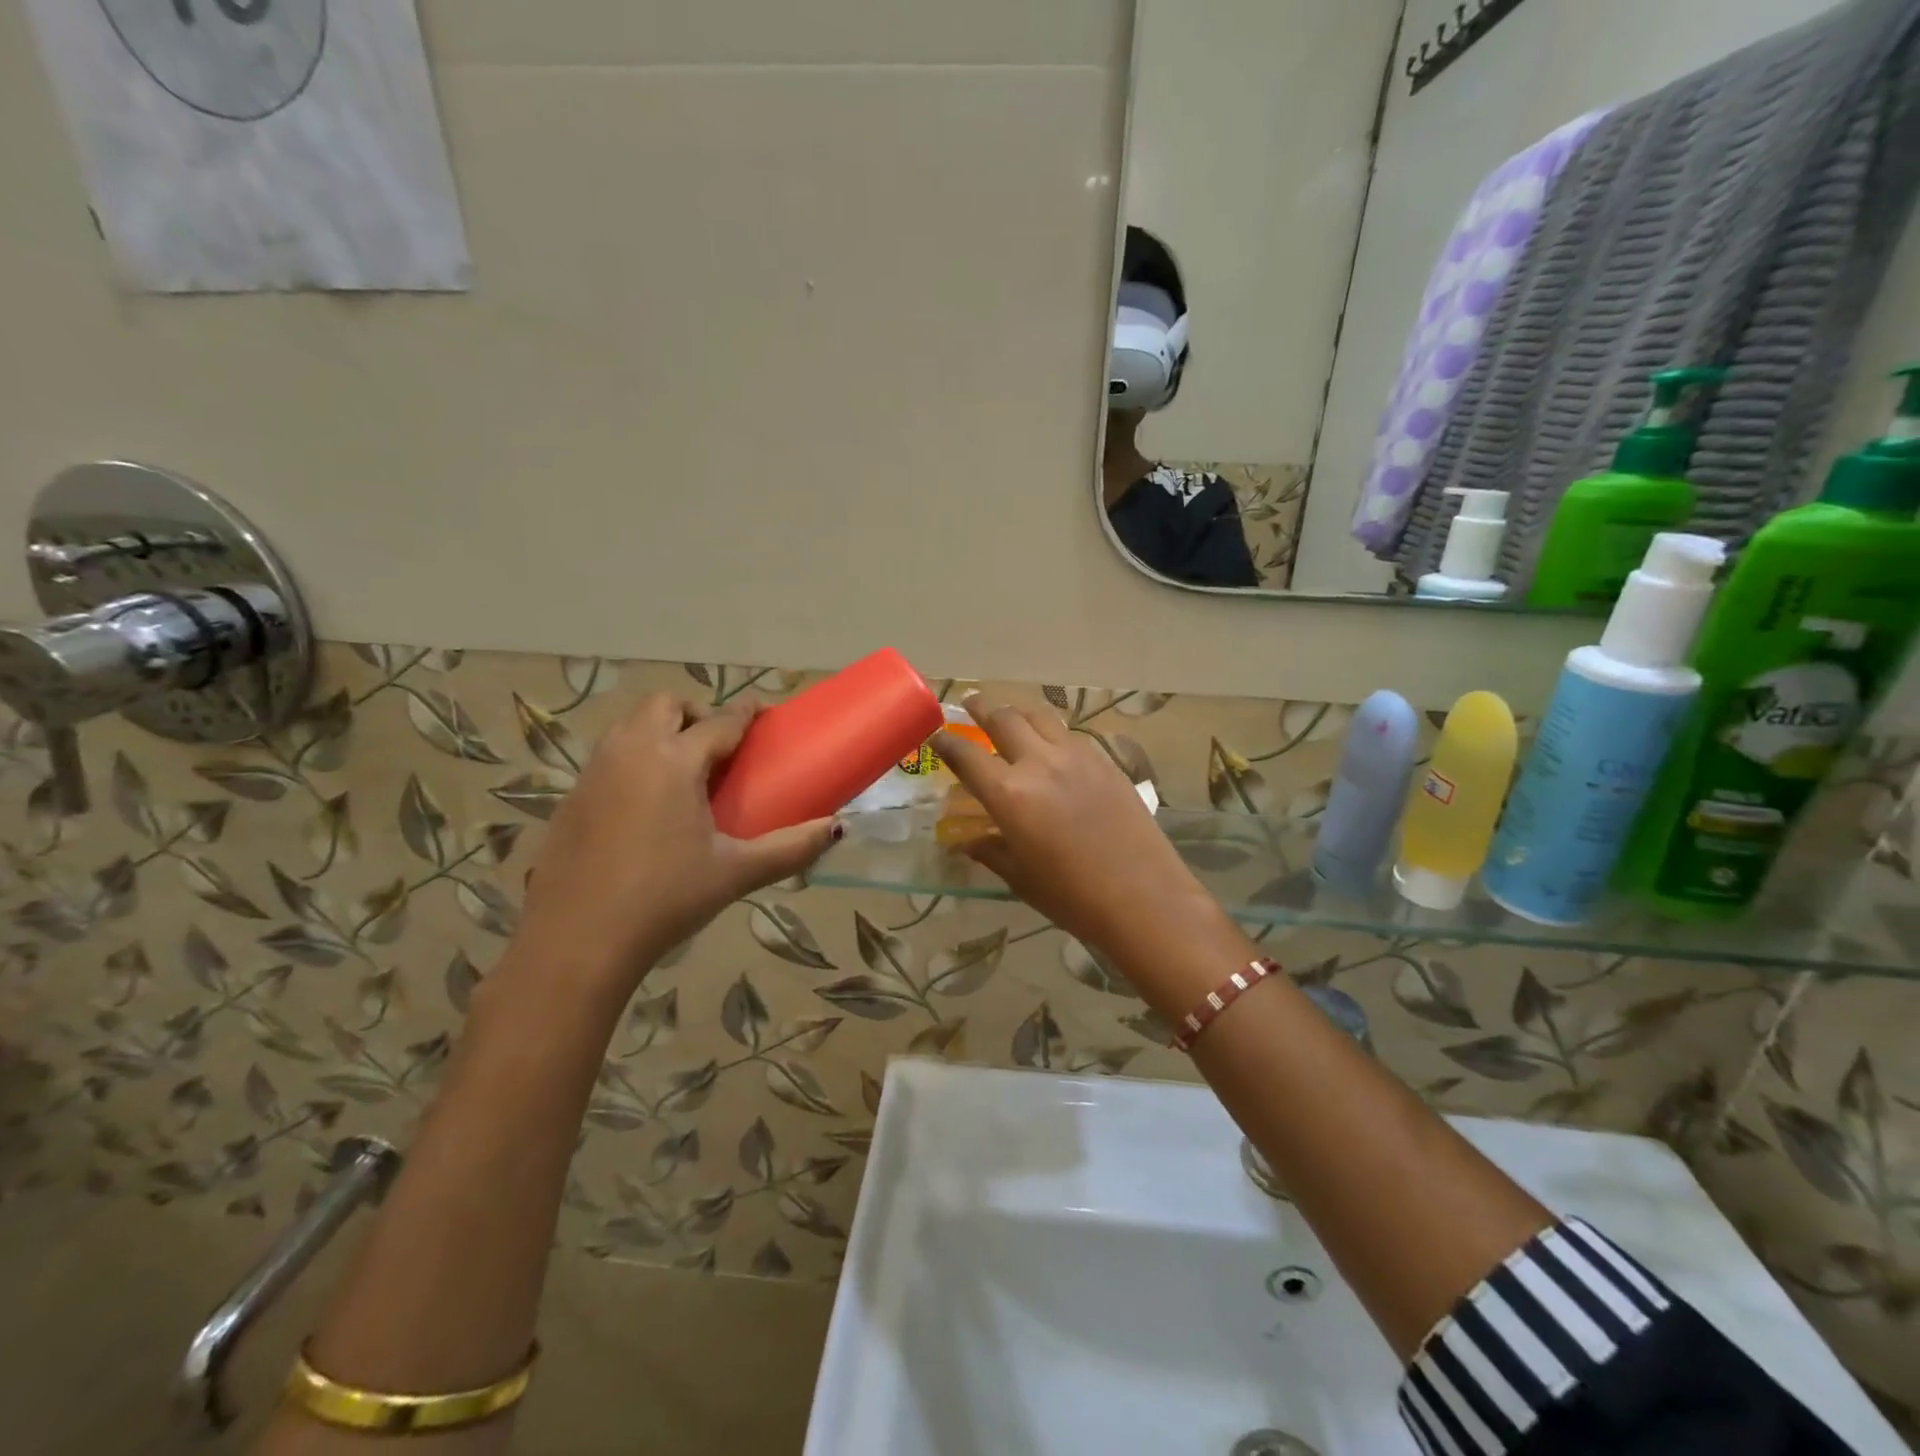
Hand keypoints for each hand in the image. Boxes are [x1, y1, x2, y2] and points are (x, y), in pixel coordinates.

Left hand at [516, 694, 837, 992]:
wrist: (576, 943)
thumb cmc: (665, 900)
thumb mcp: (735, 873)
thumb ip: (790, 848)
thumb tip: (836, 828)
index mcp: (673, 761)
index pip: (718, 722)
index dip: (745, 714)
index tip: (764, 713)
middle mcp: (630, 752)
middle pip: (665, 705)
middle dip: (697, 713)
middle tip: (719, 748)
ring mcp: (594, 773)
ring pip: (630, 725)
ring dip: (662, 731)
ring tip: (686, 772)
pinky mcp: (571, 798)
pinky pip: (610, 756)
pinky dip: (635, 758)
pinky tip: (648, 805)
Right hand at [933, 696, 1225, 963]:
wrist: (1145, 897)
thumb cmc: (1073, 897)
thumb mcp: (1021, 877)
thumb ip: (990, 850)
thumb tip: (966, 840)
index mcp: (1010, 795)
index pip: (966, 756)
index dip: (946, 742)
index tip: (936, 734)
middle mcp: (1040, 764)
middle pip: (1004, 719)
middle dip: (982, 708)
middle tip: (970, 703)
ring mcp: (1077, 757)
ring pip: (1040, 717)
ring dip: (1018, 712)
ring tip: (1010, 716)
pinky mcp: (1105, 761)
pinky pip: (1070, 734)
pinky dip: (1051, 731)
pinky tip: (1051, 745)